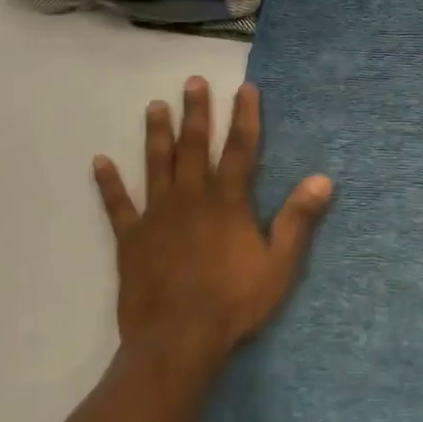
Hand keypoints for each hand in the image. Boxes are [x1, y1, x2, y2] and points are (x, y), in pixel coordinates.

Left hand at [93, 78, 331, 368]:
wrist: (179, 339)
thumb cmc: (235, 302)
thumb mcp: (280, 264)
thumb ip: (299, 220)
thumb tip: (323, 179)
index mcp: (228, 202)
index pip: (240, 149)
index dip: (245, 117)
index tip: (245, 88)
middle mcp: (192, 197)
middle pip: (195, 146)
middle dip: (197, 112)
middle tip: (193, 82)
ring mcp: (157, 215)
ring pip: (157, 164)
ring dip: (157, 134)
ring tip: (154, 106)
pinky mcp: (131, 238)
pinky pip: (118, 204)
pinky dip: (109, 183)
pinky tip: (100, 162)